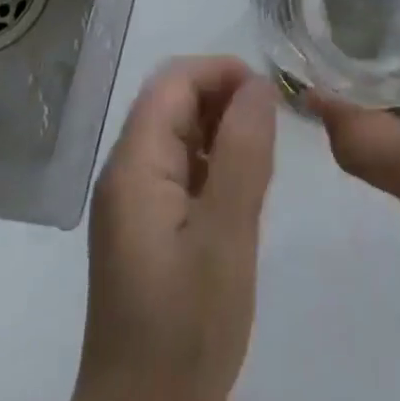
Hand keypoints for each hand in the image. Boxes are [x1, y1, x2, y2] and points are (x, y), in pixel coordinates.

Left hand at [73, 56, 276, 400]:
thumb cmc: (183, 328)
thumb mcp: (225, 237)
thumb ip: (243, 153)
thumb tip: (259, 84)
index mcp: (134, 163)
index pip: (174, 81)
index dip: (222, 72)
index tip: (269, 95)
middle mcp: (126, 172)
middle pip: (174, 103)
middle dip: (225, 101)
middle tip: (273, 133)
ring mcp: (133, 202)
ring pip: (181, 135)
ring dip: (223, 133)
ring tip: (263, 166)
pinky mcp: (146, 229)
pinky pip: (182, 170)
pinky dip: (215, 165)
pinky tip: (242, 197)